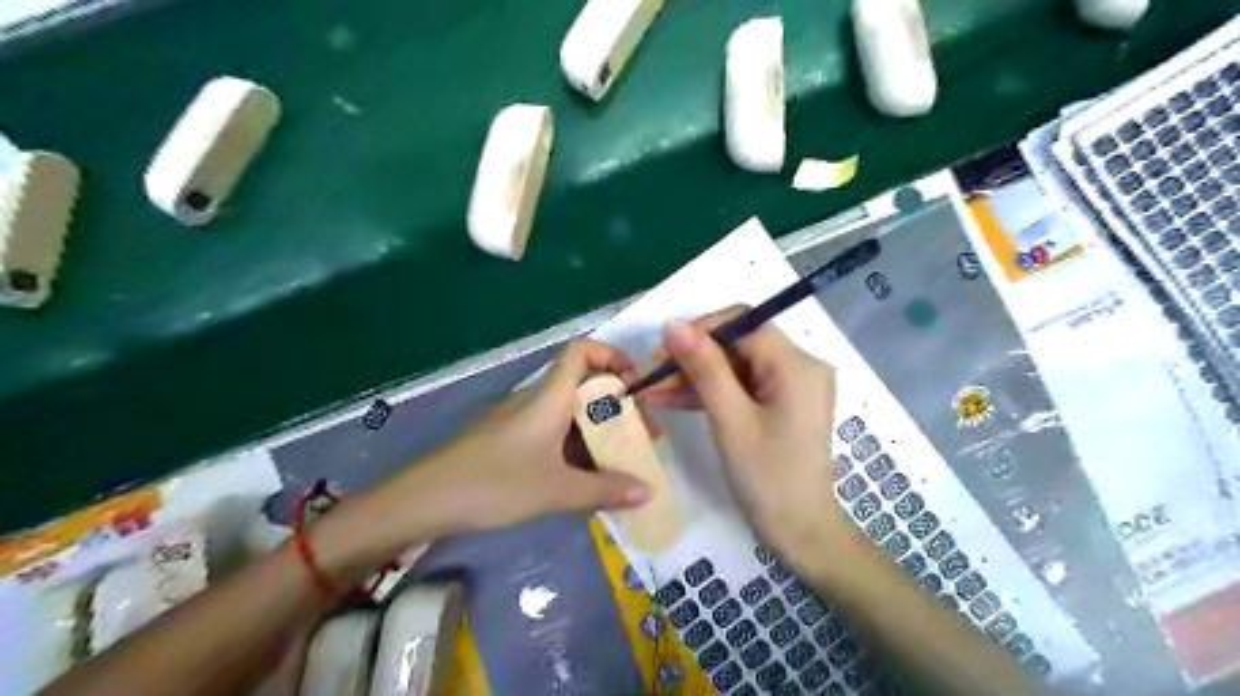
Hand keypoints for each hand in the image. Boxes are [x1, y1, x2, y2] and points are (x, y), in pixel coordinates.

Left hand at [385, 344, 653, 537]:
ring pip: (569, 412)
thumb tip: (649, 491)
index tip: (636, 384)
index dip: (612, 355)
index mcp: (549, 397)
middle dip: (617, 405)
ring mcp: (520, 419)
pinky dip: (575, 445)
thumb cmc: (496, 483)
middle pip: (583, 385)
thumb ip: (605, 490)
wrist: (426, 499)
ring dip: (597, 429)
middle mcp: (536, 399)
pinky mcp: (508, 439)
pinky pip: (552, 431)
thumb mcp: (557, 490)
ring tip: (621, 458)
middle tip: (641, 434)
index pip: (582, 351)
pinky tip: (585, 475)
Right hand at [640, 308, 854, 565]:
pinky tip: (674, 400)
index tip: (662, 350)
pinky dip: (712, 393)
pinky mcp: (781, 405)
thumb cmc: (768, 478)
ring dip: (696, 377)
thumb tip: (673, 324)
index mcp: (796, 363)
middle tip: (652, 375)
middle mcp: (800, 366)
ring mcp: (792, 386)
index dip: (699, 331)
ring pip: (735, 366)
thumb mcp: (730, 419)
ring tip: (654, 390)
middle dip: (693, 357)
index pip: (742, 323)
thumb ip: (704, 367)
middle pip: (738, 344)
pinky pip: (742, 387)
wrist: (801, 533)